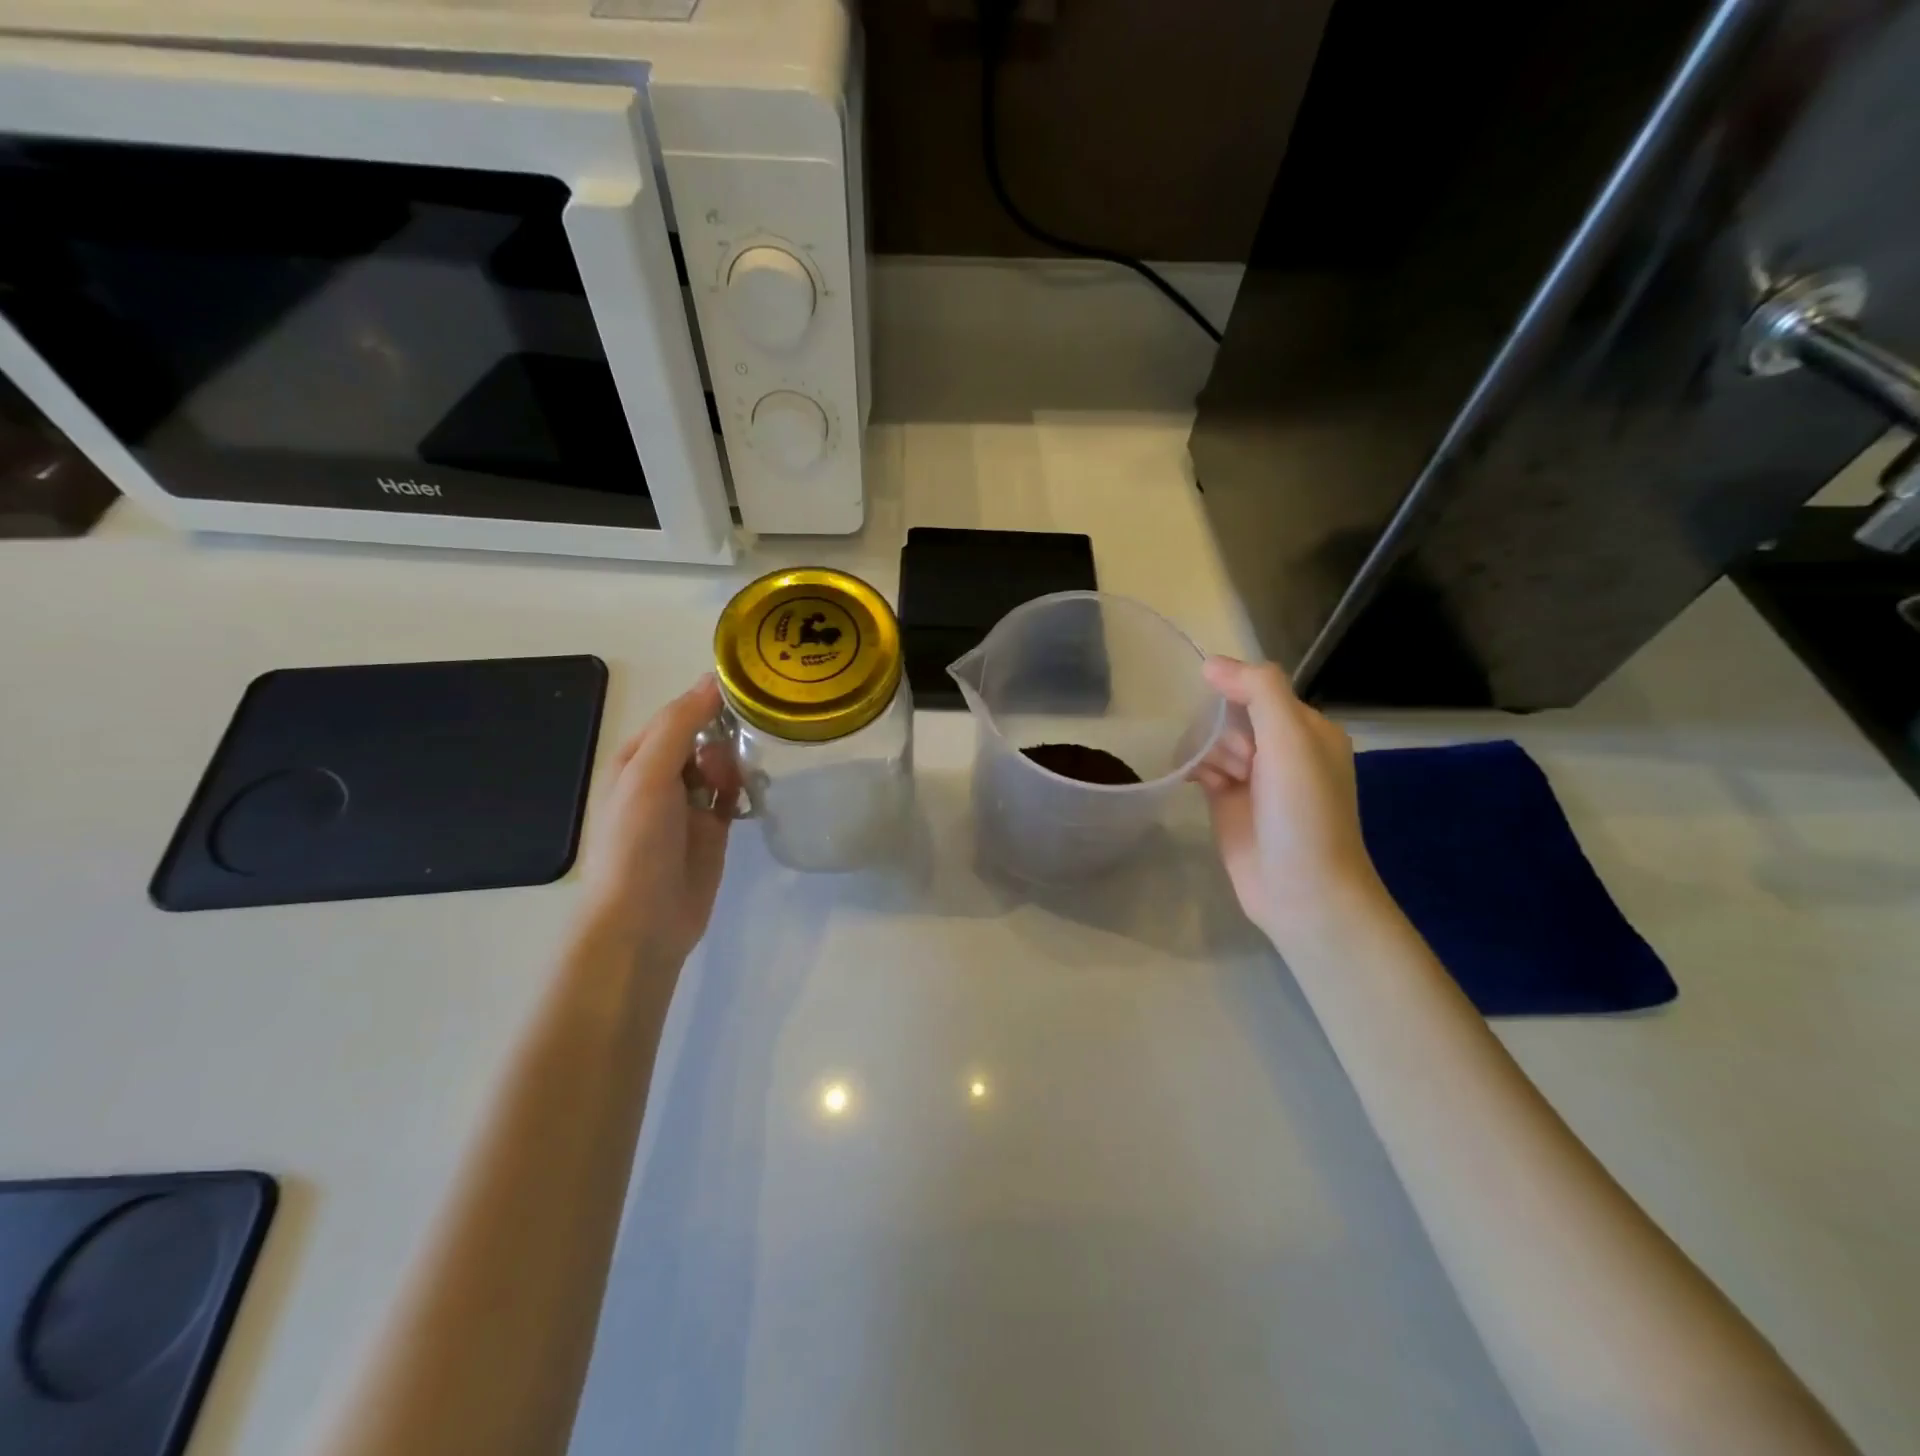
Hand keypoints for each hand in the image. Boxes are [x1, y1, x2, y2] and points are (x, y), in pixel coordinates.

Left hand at [577, 674, 739, 968]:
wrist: (643, 920)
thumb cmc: (636, 842)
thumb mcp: (649, 774)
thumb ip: (680, 725)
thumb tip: (712, 680)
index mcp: (636, 758)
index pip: (677, 714)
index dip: (707, 702)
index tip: (748, 692)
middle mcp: (662, 777)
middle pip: (703, 737)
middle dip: (723, 738)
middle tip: (730, 758)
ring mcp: (689, 805)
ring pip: (721, 765)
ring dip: (733, 765)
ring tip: (734, 785)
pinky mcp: (713, 830)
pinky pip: (732, 796)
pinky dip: (742, 791)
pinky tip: (750, 794)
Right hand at [1192, 656, 1383, 946]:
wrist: (1301, 891)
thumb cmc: (1303, 812)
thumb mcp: (1291, 740)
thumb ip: (1258, 691)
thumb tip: (1212, 663)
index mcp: (1308, 729)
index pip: (1260, 689)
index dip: (1235, 693)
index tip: (1218, 706)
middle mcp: (1282, 749)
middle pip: (1232, 714)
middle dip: (1223, 730)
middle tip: (1238, 762)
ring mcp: (1253, 777)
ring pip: (1214, 740)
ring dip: (1207, 751)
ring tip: (1220, 780)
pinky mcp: (1228, 802)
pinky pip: (1202, 768)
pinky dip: (1194, 768)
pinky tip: (1192, 780)